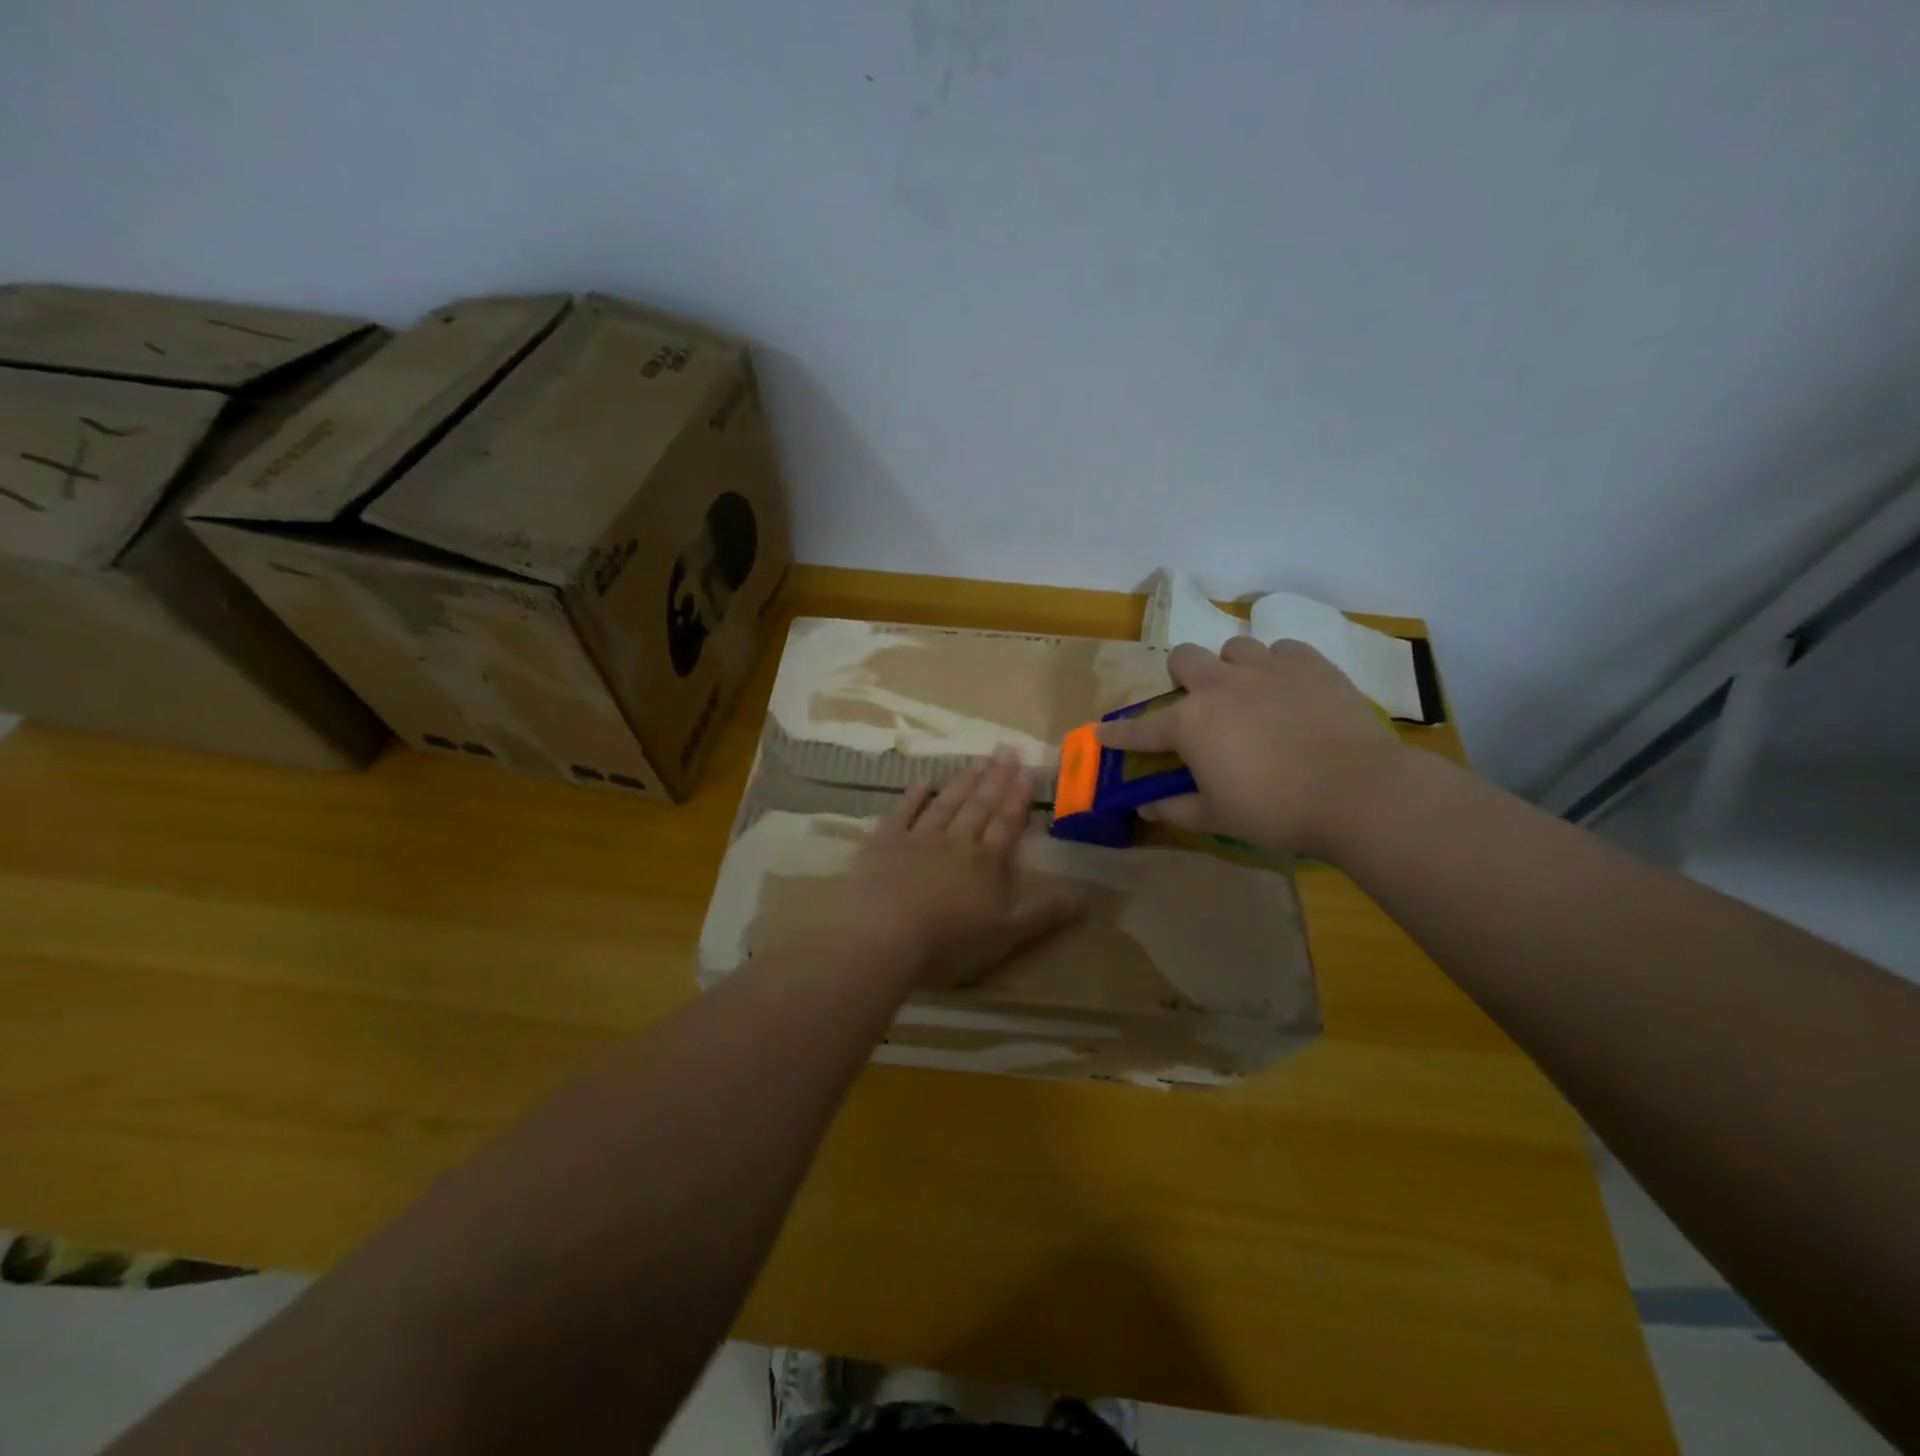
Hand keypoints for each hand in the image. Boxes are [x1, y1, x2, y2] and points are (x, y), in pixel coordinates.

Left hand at [831, 747, 1086, 988]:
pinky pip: (903, 813)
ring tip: (978, 759)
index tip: (1027, 769)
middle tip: (1006, 749)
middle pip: (980, 805)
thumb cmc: (949, 941)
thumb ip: (1046, 912)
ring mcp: (918, 839)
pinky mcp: (884, 844)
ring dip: (964, 781)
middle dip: (996, 778)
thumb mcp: (1008, 935)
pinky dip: (914, 796)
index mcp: (986, 862)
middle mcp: (956, 842)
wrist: (883, 935)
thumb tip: (1089, 895)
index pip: (1007, 823)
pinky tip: (922, 780)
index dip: (1018, 797)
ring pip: (946, 803)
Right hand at [1098, 637, 1403, 856]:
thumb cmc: (1275, 810)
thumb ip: (1175, 808)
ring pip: (1234, 648)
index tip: (1102, 733)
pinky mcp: (1311, 664)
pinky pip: (1284, 650)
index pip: (1141, 729)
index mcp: (1190, 723)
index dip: (1118, 734)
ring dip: (1232, 668)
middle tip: (1199, 705)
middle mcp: (1220, 685)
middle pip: (1185, 658)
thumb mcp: (1217, 818)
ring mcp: (1267, 669)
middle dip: (1182, 677)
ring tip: (1249, 694)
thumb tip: (1145, 807)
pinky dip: (1279, 666)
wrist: (1357, 791)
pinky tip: (1289, 689)